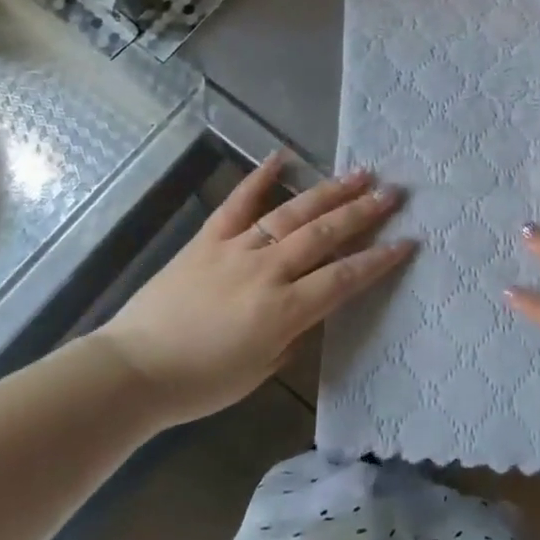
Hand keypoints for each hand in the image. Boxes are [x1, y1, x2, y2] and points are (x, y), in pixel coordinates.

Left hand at [99, 154, 413, 426]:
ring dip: (328, 191)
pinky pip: (238, 202)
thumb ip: (294, 334)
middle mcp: (265, 271)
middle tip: (393, 193)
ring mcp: (235, 249)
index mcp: (282, 310)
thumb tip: (313, 306)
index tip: (407, 241)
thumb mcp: (260, 370)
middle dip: (363, 212)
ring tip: (359, 173)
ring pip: (291, 212)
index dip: (378, 260)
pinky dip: (260, 177)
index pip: (343, 278)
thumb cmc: (200, 383)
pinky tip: (282, 156)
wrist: (132, 370)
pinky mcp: (208, 238)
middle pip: (323, 234)